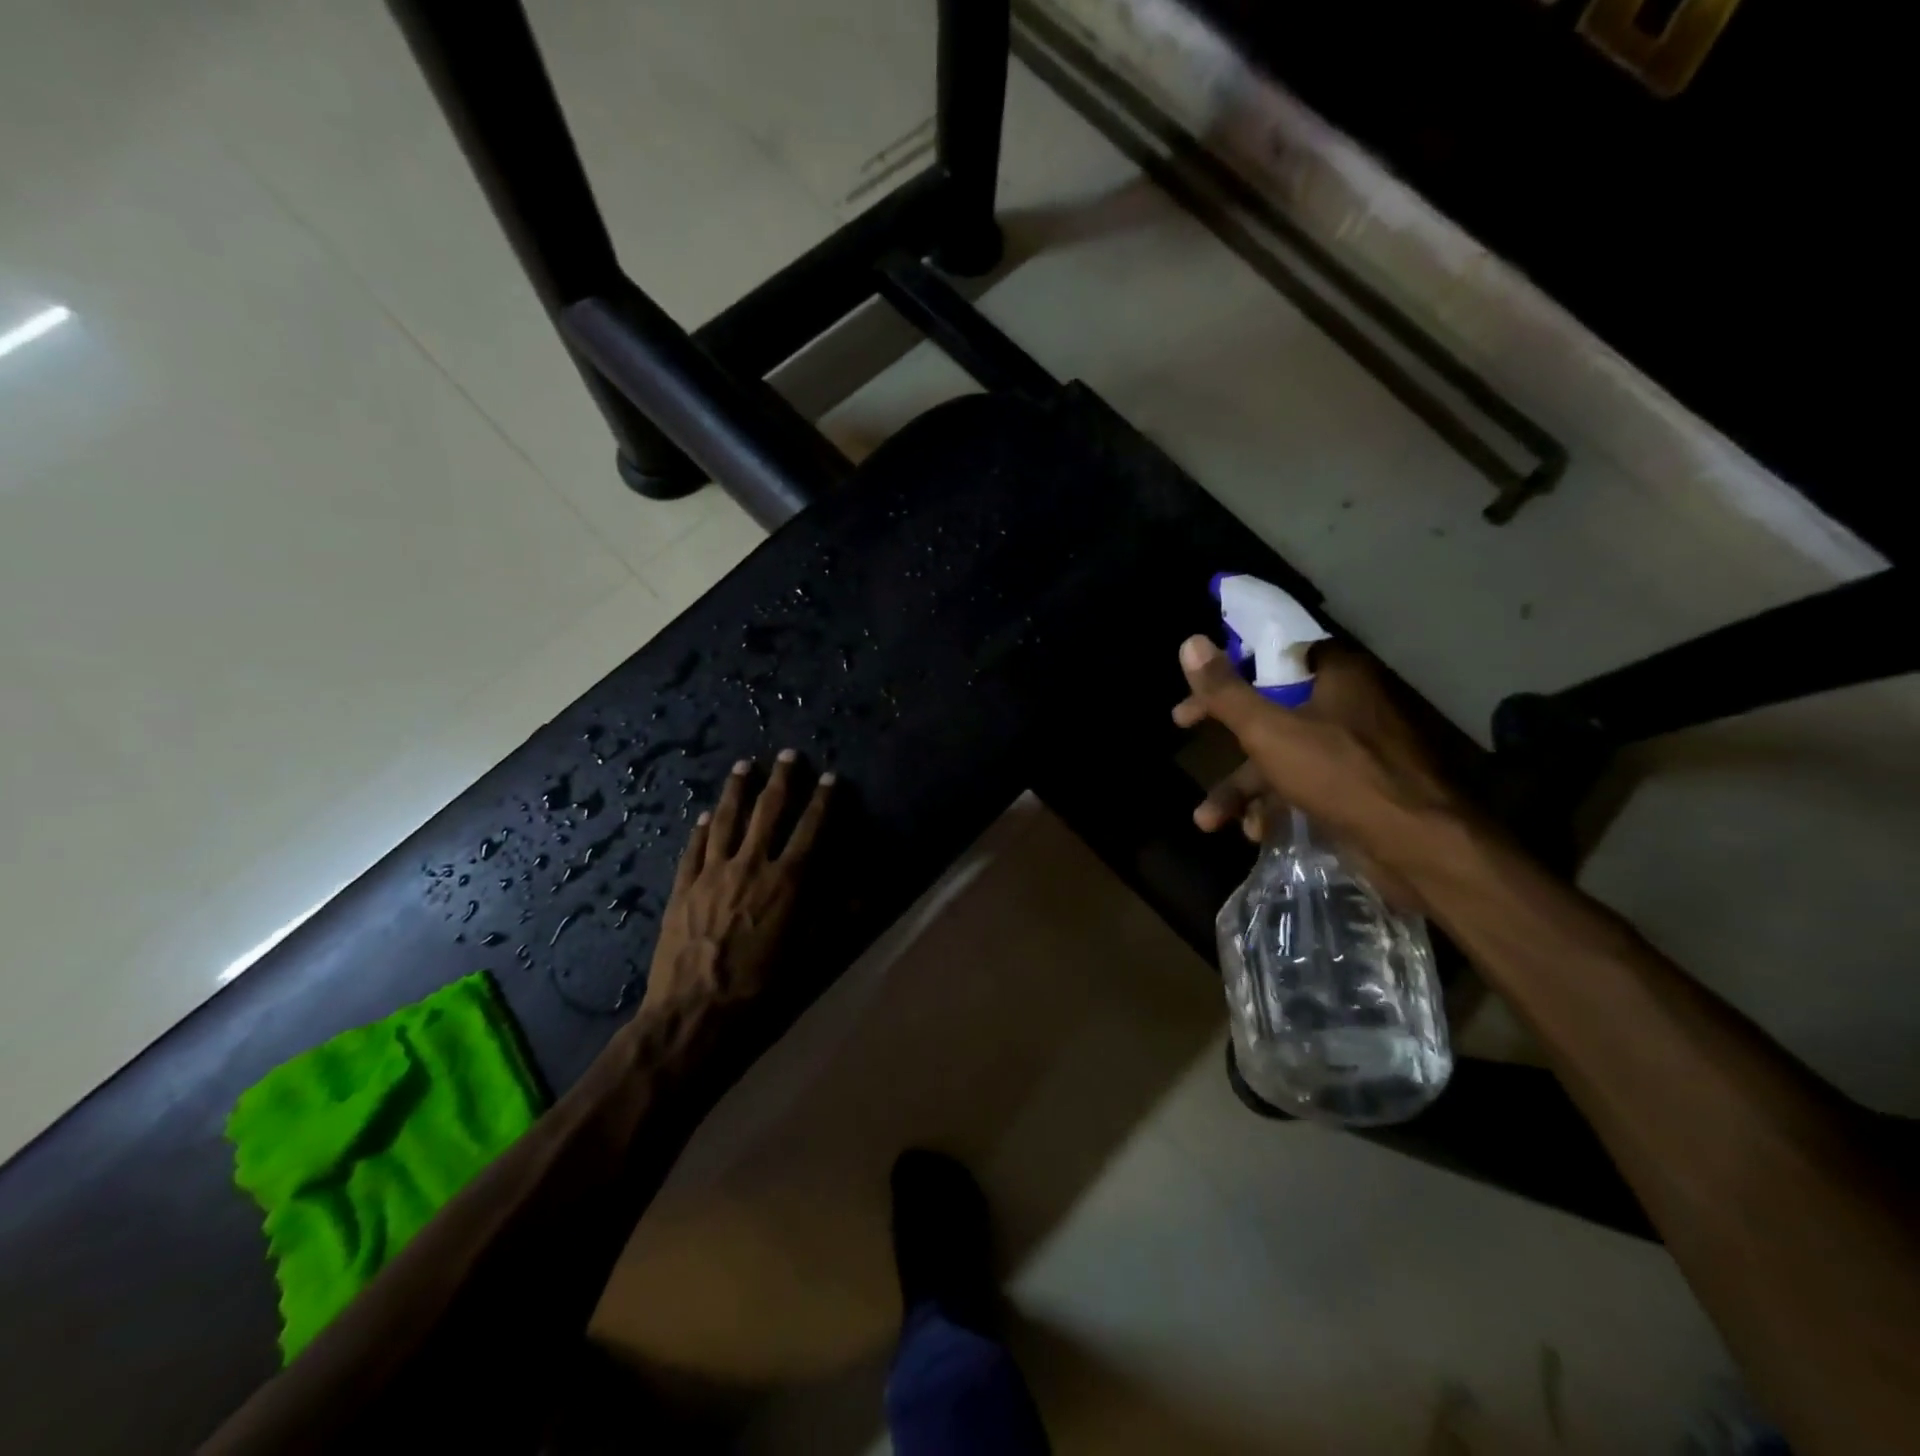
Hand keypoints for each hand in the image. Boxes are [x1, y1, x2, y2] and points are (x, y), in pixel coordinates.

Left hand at [641, 750, 832, 1027]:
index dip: (823, 801)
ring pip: (727, 820)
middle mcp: (752, 865)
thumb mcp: (812, 955)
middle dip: (782, 780)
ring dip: (737, 790)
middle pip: (769, 812)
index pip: (811, 829)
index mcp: (789, 881)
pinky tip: (705, 814)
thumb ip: (838, 917)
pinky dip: (701, 828)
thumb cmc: (763, 988)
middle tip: (787, 754)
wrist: (696, 1014)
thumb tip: (866, 891)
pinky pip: (694, 848)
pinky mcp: (683, 888)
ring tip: (744, 765)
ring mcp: (713, 873)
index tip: (830, 777)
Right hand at [1173, 636, 1463, 880]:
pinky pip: (1302, 786)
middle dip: (1225, 737)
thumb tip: (1189, 642)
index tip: (1197, 685)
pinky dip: (1275, 806)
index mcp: (1334, 676)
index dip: (1228, 671)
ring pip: (1281, 756)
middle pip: (1270, 708)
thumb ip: (1227, 692)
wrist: (1417, 847)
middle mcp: (1345, 705)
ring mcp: (1352, 750)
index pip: (1271, 657)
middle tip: (1182, 728)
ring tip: (1207, 820)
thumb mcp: (1269, 731)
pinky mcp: (1355, 789)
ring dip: (1242, 788)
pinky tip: (1255, 833)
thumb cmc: (1340, 775)